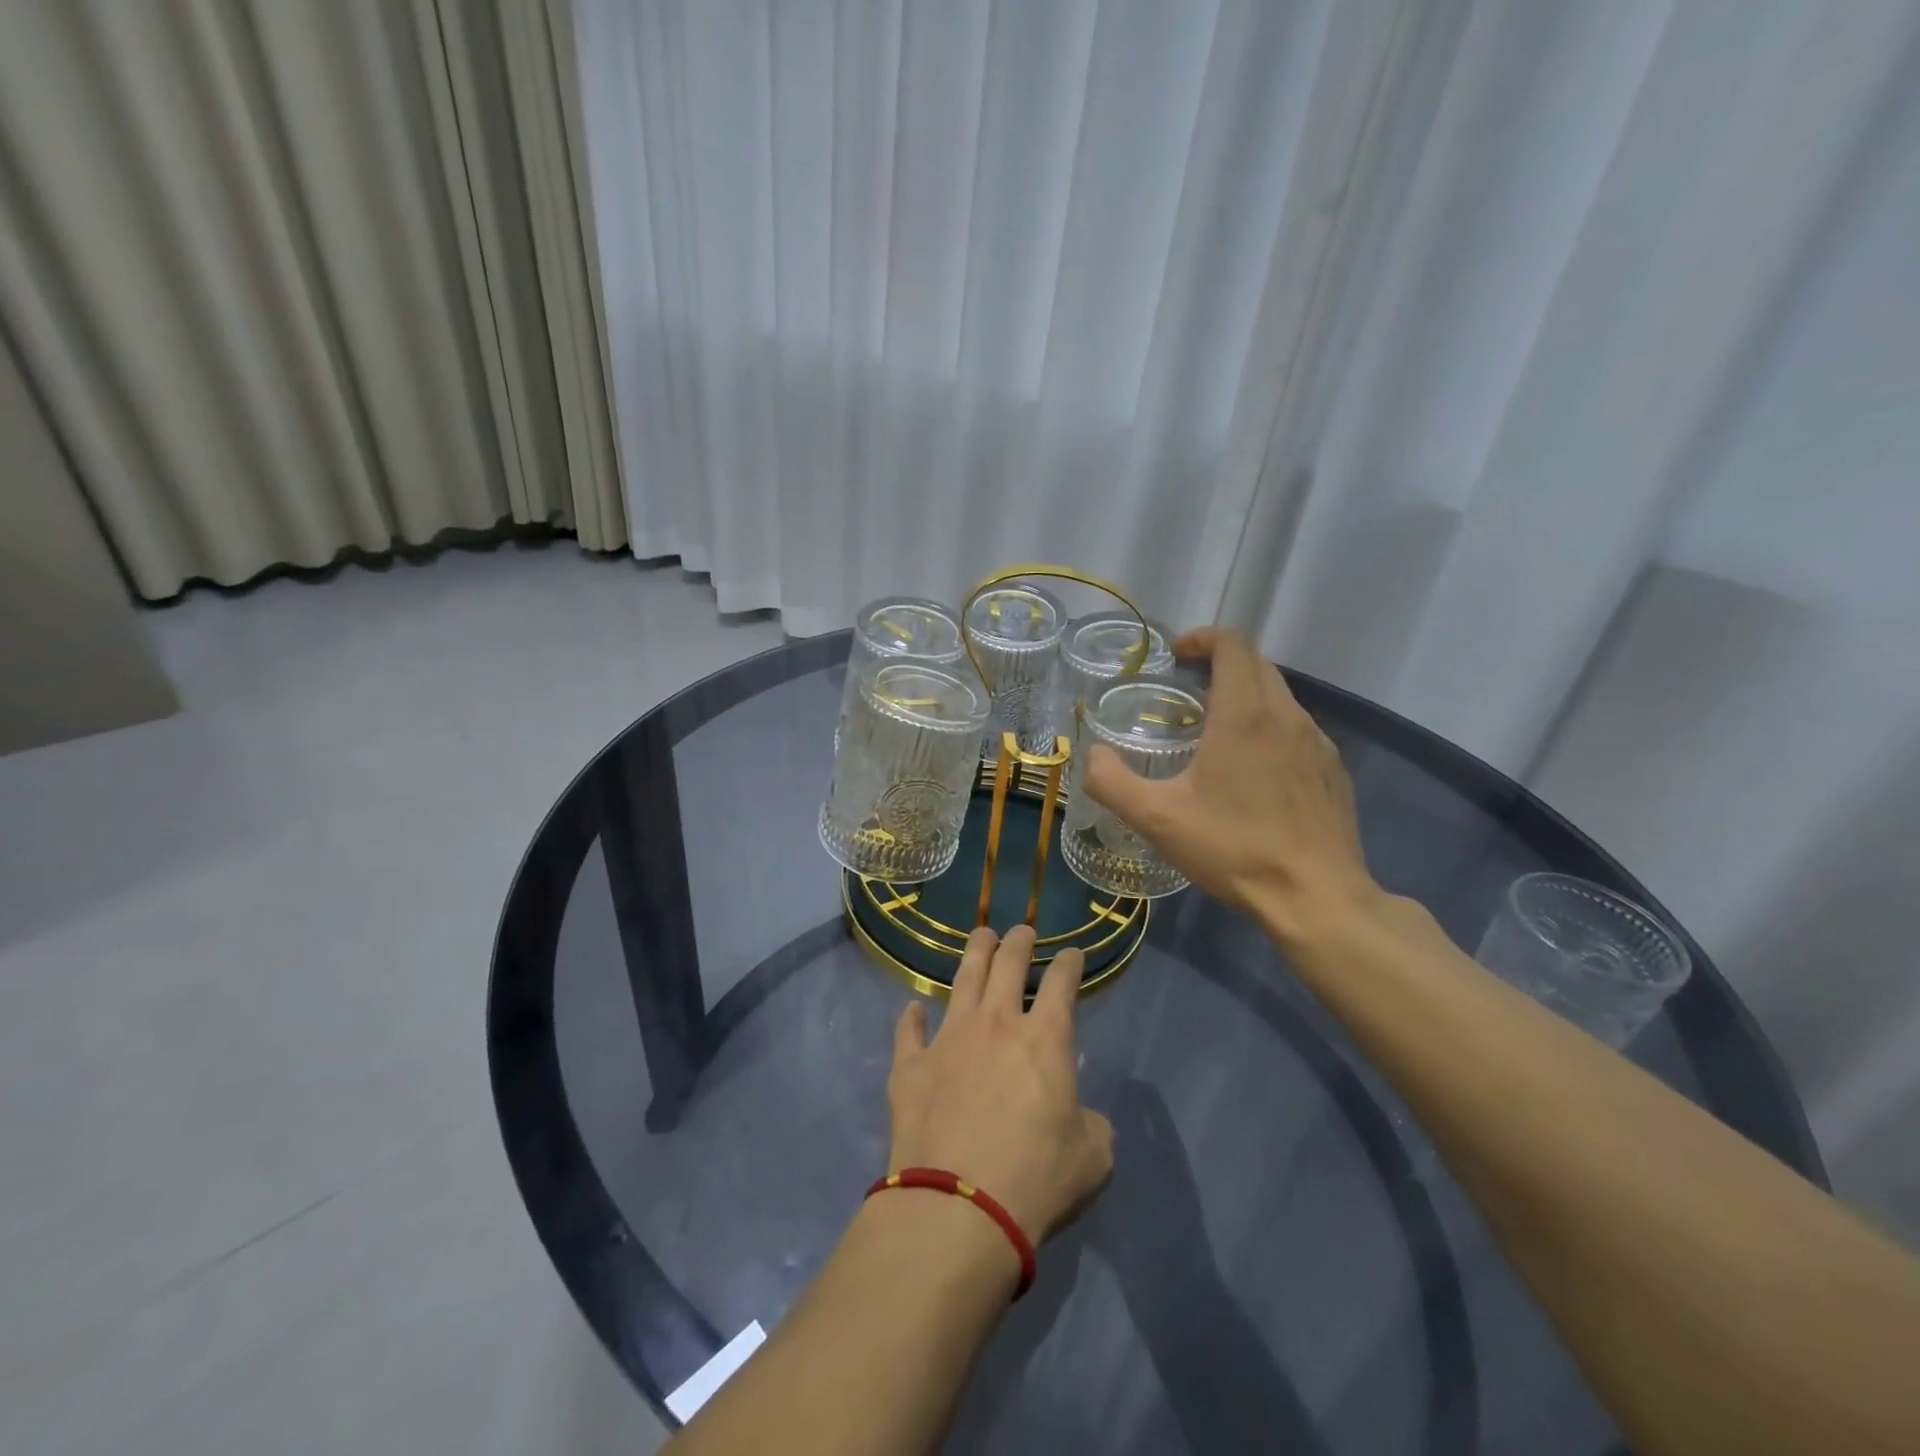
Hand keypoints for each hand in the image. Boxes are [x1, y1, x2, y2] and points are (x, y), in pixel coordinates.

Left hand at [886, 925, 1113, 1243]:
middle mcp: (996, 1024)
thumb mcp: (1093, 1158)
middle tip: (1023, 931)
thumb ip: (1092, 1125)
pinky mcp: (910, 1066)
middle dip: (1019, 941)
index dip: (1070, 963)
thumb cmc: (1036, 1179)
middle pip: (1008, 964)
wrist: (958, 1208)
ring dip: (975, 953)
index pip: (1062, 983)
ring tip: (981, 936)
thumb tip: (1081, 1117)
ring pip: (962, 979)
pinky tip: (913, 1008)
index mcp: (1045, 1039)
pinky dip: (912, 1017)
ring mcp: (949, 1039)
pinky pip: (909, 1030)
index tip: (1073, 953)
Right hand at [1082, 627, 1380, 939]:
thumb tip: (1093, 755)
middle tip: (1186, 689)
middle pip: (1257, 663)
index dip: (1203, 638)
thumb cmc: (1234, 849)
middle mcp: (1287, 716)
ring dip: (1246, 694)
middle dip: (1221, 662)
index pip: (1233, 644)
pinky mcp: (1333, 770)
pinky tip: (1253, 770)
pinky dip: (1270, 726)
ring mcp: (1317, 742)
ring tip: (1215, 729)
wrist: (1316, 897)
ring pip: (1280, 695)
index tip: (1176, 656)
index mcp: (1245, 715)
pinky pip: (1297, 728)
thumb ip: (1112, 782)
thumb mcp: (1157, 819)